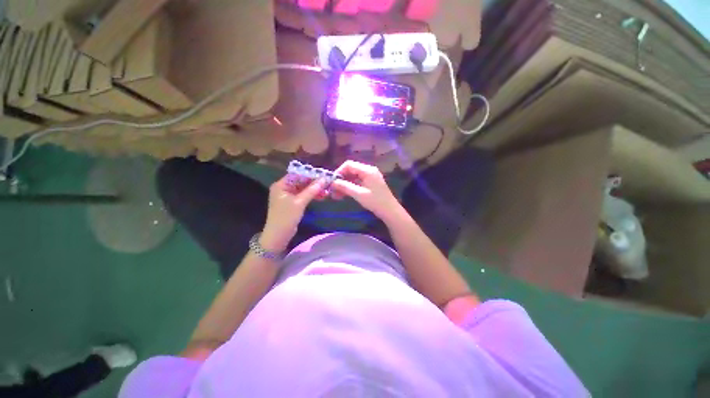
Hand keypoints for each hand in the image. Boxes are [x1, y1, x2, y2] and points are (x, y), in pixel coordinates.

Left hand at [261, 175, 325, 251]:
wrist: (278, 236)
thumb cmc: (286, 217)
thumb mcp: (300, 202)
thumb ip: (312, 190)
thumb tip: (324, 179)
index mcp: (281, 185)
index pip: (297, 174)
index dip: (311, 174)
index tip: (323, 175)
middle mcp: (284, 188)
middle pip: (301, 181)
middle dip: (314, 182)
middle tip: (327, 183)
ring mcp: (288, 195)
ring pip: (304, 188)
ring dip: (314, 189)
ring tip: (326, 191)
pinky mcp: (293, 202)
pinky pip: (303, 195)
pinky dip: (312, 195)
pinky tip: (321, 196)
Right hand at [331, 161, 400, 220]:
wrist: (390, 211)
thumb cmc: (375, 202)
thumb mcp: (359, 194)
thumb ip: (345, 186)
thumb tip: (333, 182)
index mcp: (367, 170)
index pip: (349, 164)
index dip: (339, 171)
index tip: (332, 182)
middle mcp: (369, 170)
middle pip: (351, 170)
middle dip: (341, 179)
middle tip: (333, 190)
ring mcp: (370, 176)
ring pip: (353, 177)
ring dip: (345, 184)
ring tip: (336, 195)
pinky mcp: (371, 183)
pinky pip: (358, 181)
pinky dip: (351, 187)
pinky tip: (344, 194)